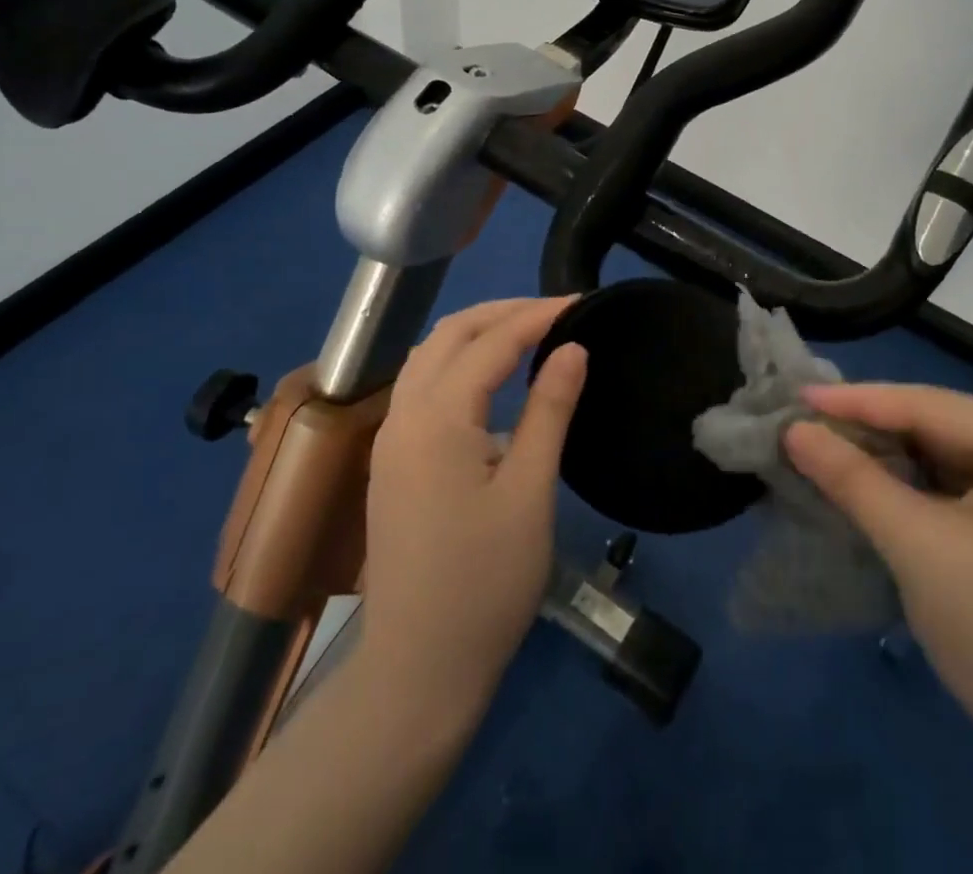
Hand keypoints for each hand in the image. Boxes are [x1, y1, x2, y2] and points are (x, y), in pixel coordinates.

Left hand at [359, 296, 586, 710]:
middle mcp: (403, 415)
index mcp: (437, 419)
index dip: (538, 315)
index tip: (582, 302)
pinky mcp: (392, 462)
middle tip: (558, 311)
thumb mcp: (530, 493)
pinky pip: (423, 384)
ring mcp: (390, 439)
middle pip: (451, 335)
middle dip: (504, 312)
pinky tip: (491, 376)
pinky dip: (459, 360)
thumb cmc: (485, 584)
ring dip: (478, 331)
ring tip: (529, 331)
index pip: (491, 342)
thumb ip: (550, 410)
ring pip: (431, 356)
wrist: (418, 671)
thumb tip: (572, 347)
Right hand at [784, 385, 972, 768]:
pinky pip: (969, 481)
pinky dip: (921, 481)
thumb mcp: (916, 547)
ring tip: (831, 442)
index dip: (859, 400)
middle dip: (876, 427)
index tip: (799, 394)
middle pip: (946, 426)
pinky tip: (878, 477)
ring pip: (954, 453)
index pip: (934, 406)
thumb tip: (793, 429)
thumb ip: (852, 478)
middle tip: (809, 419)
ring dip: (895, 453)